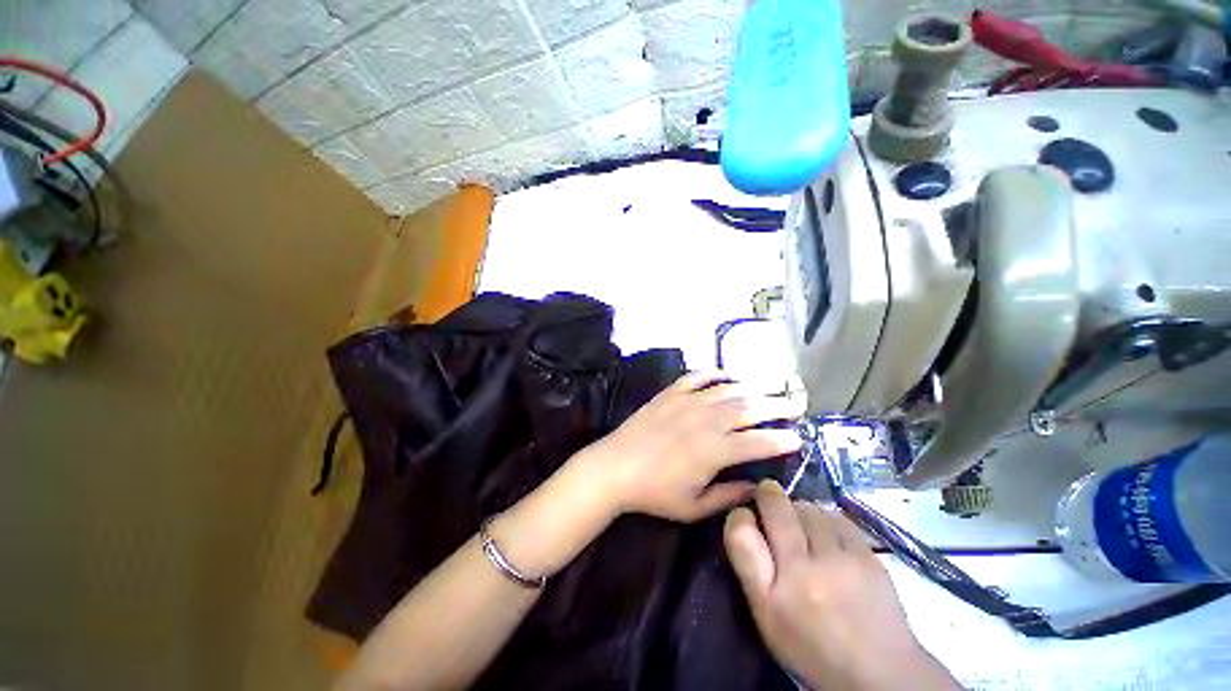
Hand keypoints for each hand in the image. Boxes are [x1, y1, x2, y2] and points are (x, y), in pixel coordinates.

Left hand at [578, 371, 802, 521]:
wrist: (615, 467)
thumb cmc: (654, 492)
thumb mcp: (694, 507)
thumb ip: (728, 496)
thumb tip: (756, 487)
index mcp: (715, 450)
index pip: (760, 442)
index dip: (783, 439)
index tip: (799, 437)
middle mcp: (707, 420)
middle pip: (750, 408)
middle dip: (777, 405)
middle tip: (795, 404)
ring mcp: (688, 402)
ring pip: (728, 389)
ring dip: (752, 387)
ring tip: (769, 387)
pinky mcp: (671, 393)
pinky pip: (697, 376)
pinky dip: (714, 373)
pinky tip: (726, 375)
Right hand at [724, 482, 958, 690]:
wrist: (881, 674)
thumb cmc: (813, 648)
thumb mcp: (767, 618)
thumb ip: (751, 569)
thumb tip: (744, 520)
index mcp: (770, 597)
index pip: (740, 533)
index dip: (738, 516)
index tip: (745, 515)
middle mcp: (801, 574)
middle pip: (775, 508)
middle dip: (767, 494)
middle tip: (768, 494)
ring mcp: (838, 562)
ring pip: (807, 508)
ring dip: (798, 509)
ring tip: (801, 523)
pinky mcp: (868, 557)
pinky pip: (836, 517)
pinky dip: (826, 518)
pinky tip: (827, 533)